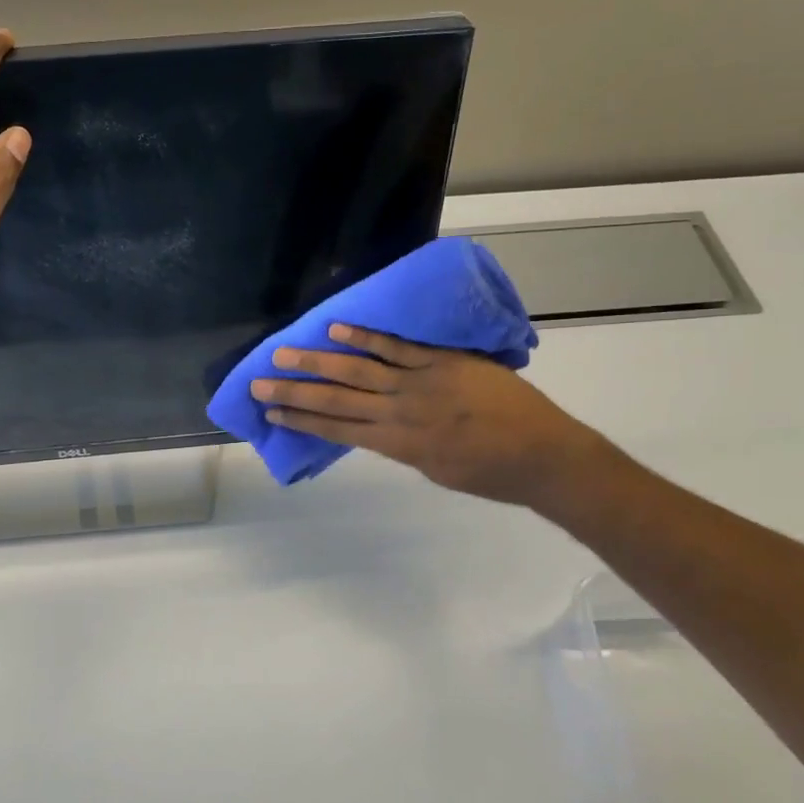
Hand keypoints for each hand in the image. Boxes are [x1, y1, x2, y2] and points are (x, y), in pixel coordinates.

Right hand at [249, 324, 602, 505]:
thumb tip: (379, 427)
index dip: (303, 418)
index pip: (338, 429)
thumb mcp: (437, 470)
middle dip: (295, 391)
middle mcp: (399, 412)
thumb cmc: (493, 473)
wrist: (544, 456)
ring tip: (283, 354)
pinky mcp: (442, 361)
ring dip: (317, 361)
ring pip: (358, 369)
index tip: (272, 410)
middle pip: (336, 398)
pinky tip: (336, 329)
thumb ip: (404, 446)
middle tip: (259, 382)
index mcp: (398, 444)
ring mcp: (419, 383)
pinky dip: (365, 337)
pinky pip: (397, 347)